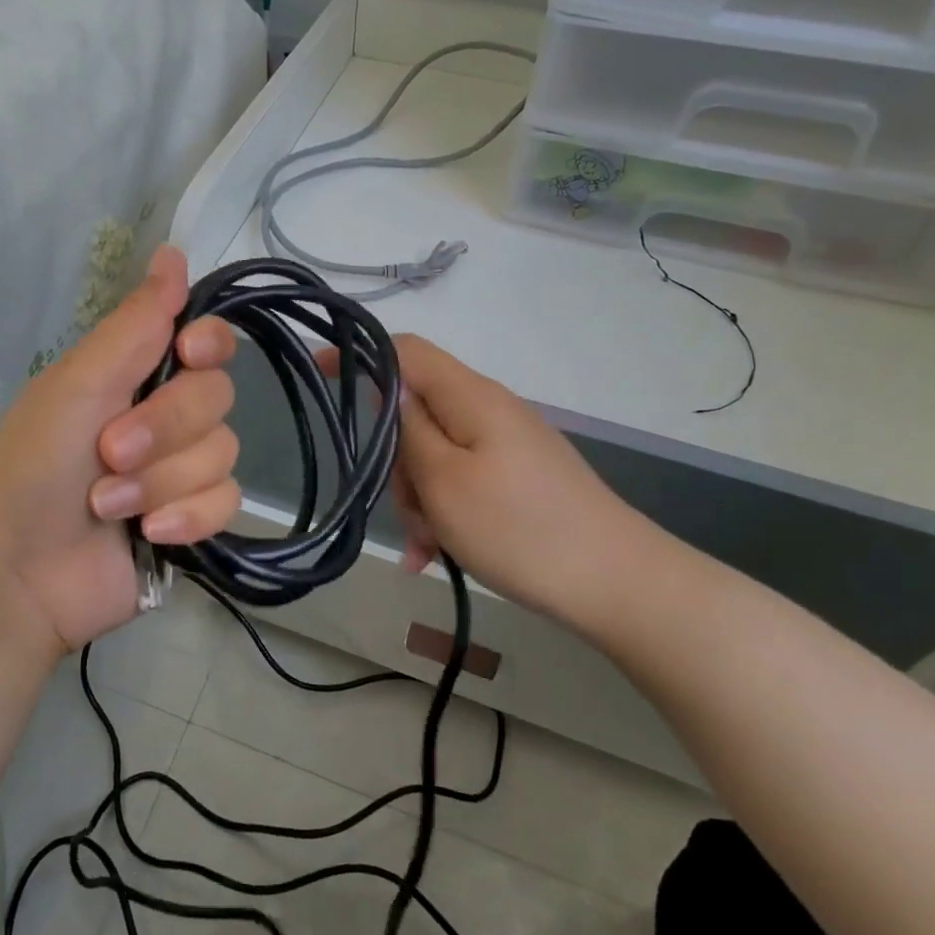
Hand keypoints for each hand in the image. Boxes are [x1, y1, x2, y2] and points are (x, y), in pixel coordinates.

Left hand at [0, 246, 239, 656]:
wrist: (16, 575)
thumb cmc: (32, 467)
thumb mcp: (78, 384)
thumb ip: (135, 322)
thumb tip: (172, 250)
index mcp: (137, 374)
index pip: (207, 340)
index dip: (209, 344)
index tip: (189, 354)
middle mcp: (166, 415)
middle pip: (218, 397)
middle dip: (165, 428)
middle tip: (110, 451)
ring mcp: (182, 470)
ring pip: (223, 452)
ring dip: (163, 480)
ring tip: (109, 503)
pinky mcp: (193, 519)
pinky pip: (227, 502)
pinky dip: (187, 517)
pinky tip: (148, 534)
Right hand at [385, 335, 670, 629]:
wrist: (618, 583)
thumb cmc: (520, 529)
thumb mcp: (444, 481)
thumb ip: (409, 429)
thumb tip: (390, 389)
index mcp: (470, 396)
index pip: (404, 350)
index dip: (358, 354)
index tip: (316, 372)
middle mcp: (487, 409)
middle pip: (415, 412)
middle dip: (396, 460)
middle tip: (407, 511)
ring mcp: (504, 444)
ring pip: (434, 454)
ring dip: (420, 497)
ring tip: (430, 548)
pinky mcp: (516, 476)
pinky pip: (461, 481)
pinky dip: (444, 512)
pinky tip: (436, 556)